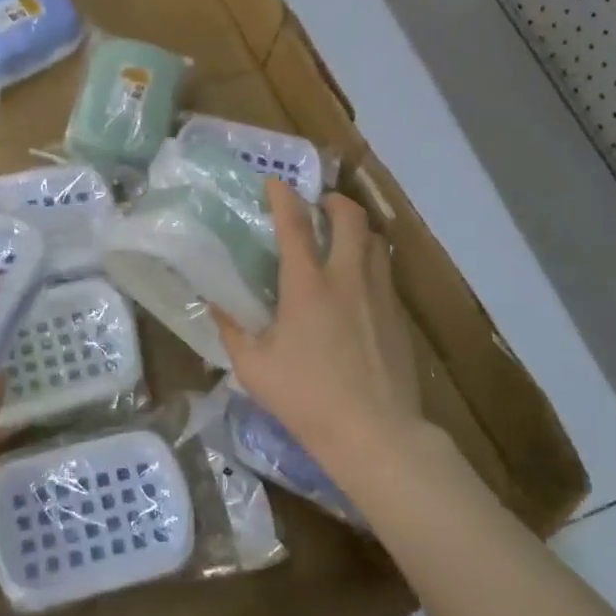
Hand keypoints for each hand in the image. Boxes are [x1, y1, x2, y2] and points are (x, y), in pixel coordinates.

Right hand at [216, 179, 426, 482]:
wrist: (375, 433)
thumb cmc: (306, 398)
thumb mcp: (253, 366)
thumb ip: (232, 328)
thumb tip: (216, 303)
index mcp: (307, 284)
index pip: (294, 223)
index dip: (282, 196)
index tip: (274, 182)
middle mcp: (347, 277)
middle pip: (350, 217)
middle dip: (333, 201)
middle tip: (318, 207)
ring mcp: (379, 294)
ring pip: (375, 240)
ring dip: (356, 229)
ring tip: (340, 240)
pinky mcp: (399, 316)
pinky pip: (385, 271)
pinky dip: (370, 261)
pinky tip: (357, 286)